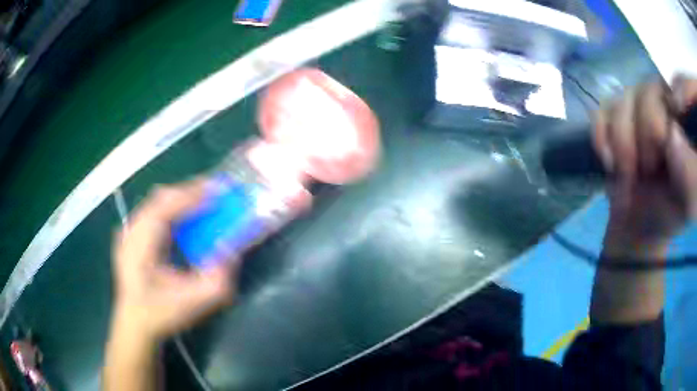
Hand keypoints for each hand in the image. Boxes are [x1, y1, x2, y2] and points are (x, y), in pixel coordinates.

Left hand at [111, 180, 235, 341]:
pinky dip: (173, 207)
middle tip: (216, 190)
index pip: (164, 209)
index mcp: (140, 248)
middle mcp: (131, 233)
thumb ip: (217, 280)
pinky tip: (186, 214)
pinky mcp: (132, 235)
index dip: (192, 197)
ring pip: (157, 202)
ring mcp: (128, 232)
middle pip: (161, 199)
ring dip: (182, 197)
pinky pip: (154, 210)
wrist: (136, 322)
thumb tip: (230, 249)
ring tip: (205, 198)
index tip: (218, 191)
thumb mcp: (194, 304)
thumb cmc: (162, 314)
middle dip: (190, 191)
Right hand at [593, 76, 696, 255]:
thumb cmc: (669, 212)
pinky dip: (603, 137)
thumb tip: (672, 134)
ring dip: (624, 143)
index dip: (681, 89)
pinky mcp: (617, 113)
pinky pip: (604, 109)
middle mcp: (667, 102)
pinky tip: (610, 162)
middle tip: (650, 168)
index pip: (685, 85)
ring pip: (626, 97)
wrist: (638, 223)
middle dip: (649, 131)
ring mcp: (641, 105)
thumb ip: (690, 174)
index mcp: (687, 121)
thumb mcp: (689, 202)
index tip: (675, 115)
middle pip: (653, 89)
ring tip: (630, 174)